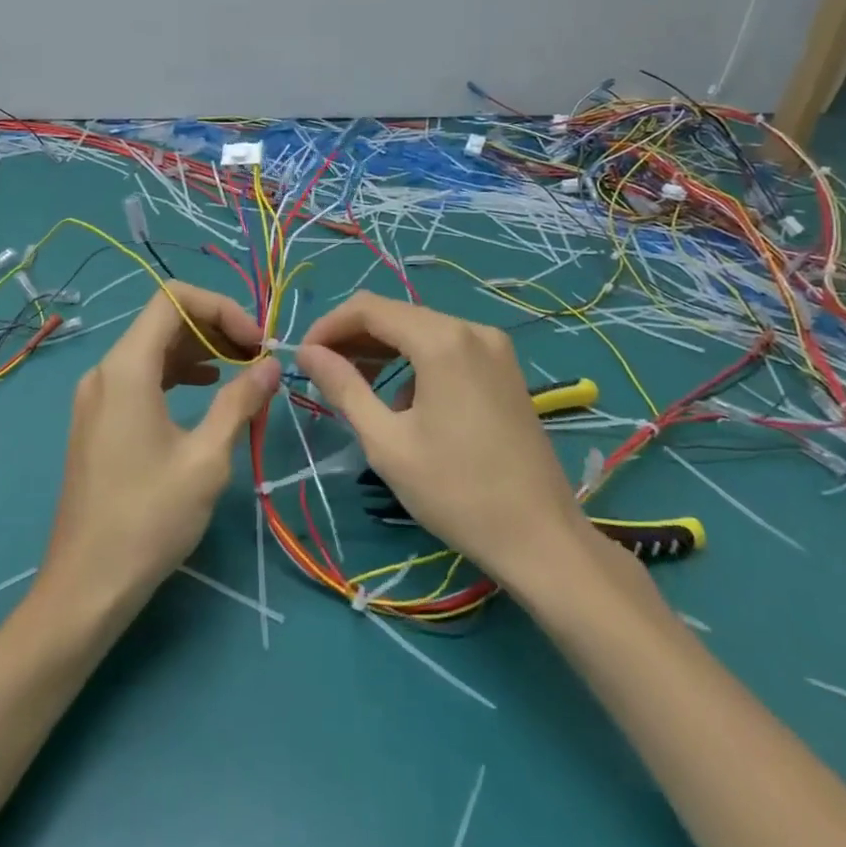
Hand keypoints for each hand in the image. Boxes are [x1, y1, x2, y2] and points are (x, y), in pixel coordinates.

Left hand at [40, 283, 281, 623]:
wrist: (87, 585)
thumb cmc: (149, 519)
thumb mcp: (207, 459)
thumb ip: (240, 401)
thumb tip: (271, 364)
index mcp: (127, 368)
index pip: (173, 299)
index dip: (221, 308)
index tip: (255, 343)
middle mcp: (105, 370)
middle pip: (164, 320)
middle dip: (215, 327)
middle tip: (257, 357)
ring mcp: (97, 395)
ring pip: (153, 347)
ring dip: (199, 350)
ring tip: (241, 371)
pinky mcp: (98, 419)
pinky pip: (141, 376)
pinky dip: (177, 372)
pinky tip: (206, 390)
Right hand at [297, 292, 608, 592]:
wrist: (541, 538)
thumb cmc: (456, 492)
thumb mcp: (386, 442)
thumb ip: (343, 387)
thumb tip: (307, 353)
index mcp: (442, 340)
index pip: (368, 308)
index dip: (328, 326)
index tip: (303, 358)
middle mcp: (471, 328)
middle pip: (396, 315)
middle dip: (353, 338)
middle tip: (322, 373)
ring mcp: (494, 347)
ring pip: (421, 330)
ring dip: (382, 350)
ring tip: (353, 386)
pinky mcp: (504, 368)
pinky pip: (447, 347)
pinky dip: (414, 362)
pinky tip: (402, 402)